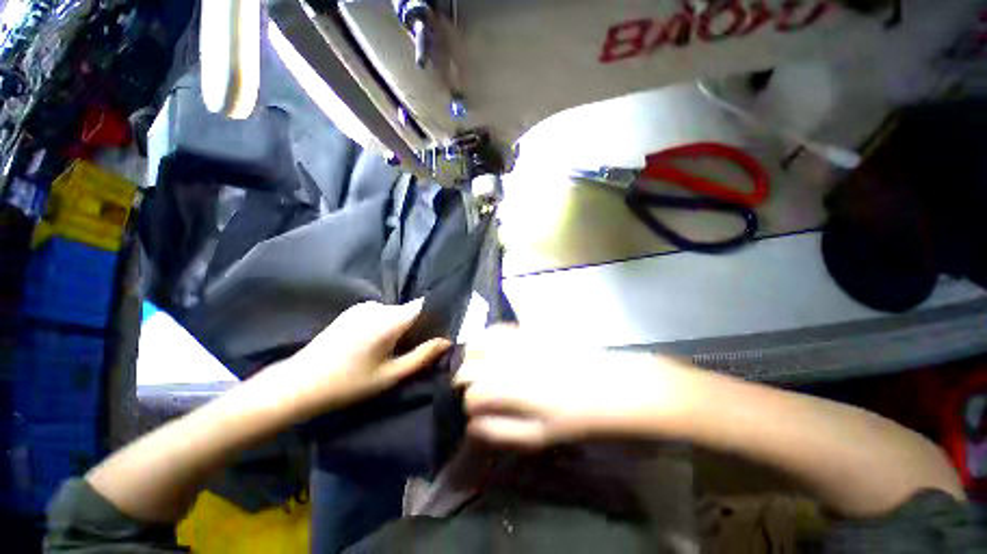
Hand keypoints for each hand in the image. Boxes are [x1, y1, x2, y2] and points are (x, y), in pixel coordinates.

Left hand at [254, 300, 450, 421]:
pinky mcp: (351, 311)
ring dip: (400, 326)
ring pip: (394, 312)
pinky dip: (386, 324)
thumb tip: (447, 341)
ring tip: (393, 349)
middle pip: (409, 310)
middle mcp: (378, 306)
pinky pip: (380, 313)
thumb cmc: (349, 382)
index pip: (423, 305)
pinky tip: (375, 344)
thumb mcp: (391, 375)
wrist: (299, 383)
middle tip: (414, 348)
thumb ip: (422, 356)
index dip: (434, 316)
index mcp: (390, 319)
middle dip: (417, 326)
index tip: (438, 332)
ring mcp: (362, 306)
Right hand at [455, 325, 690, 447]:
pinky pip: (497, 329)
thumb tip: (472, 426)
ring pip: (476, 343)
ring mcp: (515, 342)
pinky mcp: (527, 332)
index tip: (479, 414)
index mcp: (506, 389)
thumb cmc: (574, 418)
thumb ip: (499, 431)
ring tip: (483, 368)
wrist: (607, 386)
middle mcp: (505, 360)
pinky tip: (496, 350)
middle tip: (479, 391)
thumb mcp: (537, 437)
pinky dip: (488, 338)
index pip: (470, 397)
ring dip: (473, 357)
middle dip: (466, 381)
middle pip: (467, 367)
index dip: (471, 408)